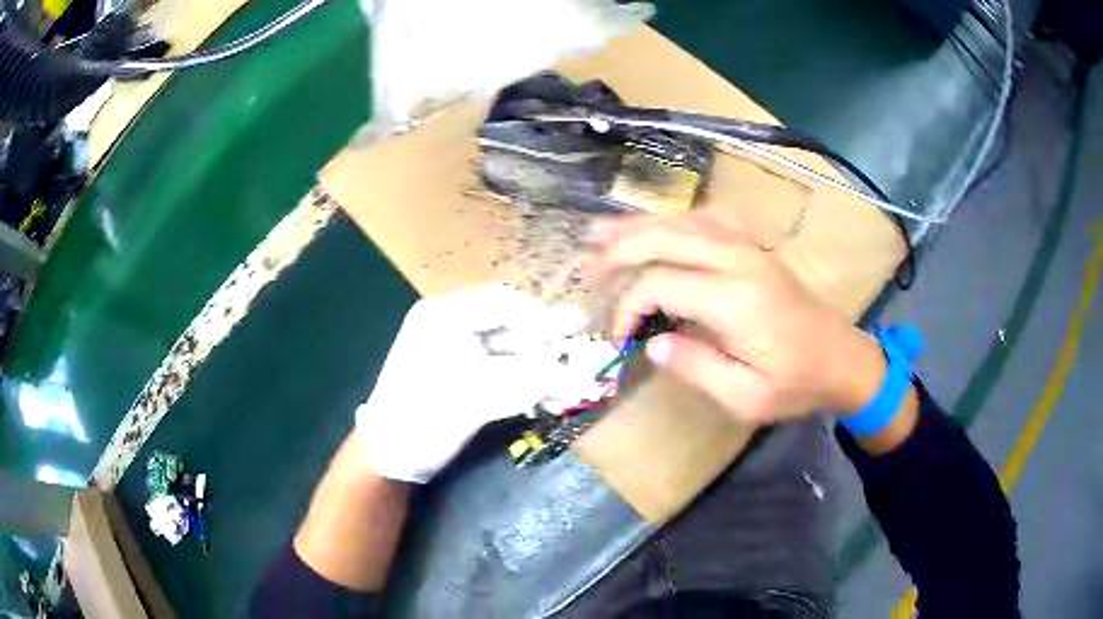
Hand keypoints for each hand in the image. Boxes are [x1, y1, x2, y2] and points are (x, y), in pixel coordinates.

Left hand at [355, 285, 593, 482]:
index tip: (575, 334)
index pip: (502, 303)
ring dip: (540, 365)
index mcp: (444, 316)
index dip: (542, 317)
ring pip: (509, 349)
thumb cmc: (423, 419)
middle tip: (583, 348)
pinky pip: (502, 369)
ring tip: (573, 380)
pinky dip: (525, 380)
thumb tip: (582, 376)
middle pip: (509, 324)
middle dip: (546, 342)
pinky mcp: (462, 375)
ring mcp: (456, 350)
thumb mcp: (477, 400)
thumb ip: (530, 383)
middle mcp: (450, 324)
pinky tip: (550, 394)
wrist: (388, 455)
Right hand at [586, 212, 886, 424]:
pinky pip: (707, 217)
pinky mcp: (754, 247)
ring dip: (638, 225)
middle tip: (587, 270)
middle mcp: (738, 261)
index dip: (627, 306)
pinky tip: (659, 224)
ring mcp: (748, 247)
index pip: (659, 283)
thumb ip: (695, 367)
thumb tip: (651, 342)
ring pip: (682, 219)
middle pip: (664, 236)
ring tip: (601, 231)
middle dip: (618, 250)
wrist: (843, 359)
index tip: (618, 338)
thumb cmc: (796, 384)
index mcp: (734, 299)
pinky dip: (675, 217)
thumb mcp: (746, 398)